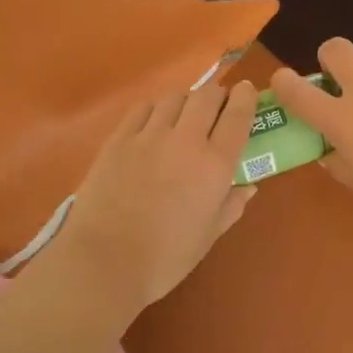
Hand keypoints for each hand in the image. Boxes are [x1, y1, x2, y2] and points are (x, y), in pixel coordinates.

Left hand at [52, 82, 260, 311]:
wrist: (105, 261)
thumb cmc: (165, 257)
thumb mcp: (208, 236)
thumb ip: (231, 206)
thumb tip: (248, 186)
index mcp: (214, 165)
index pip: (238, 116)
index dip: (246, 98)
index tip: (247, 90)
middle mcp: (185, 140)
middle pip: (207, 96)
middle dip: (217, 95)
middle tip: (217, 107)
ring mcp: (148, 135)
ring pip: (175, 97)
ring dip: (186, 101)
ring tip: (184, 116)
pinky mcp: (119, 138)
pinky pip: (143, 108)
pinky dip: (156, 109)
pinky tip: (153, 123)